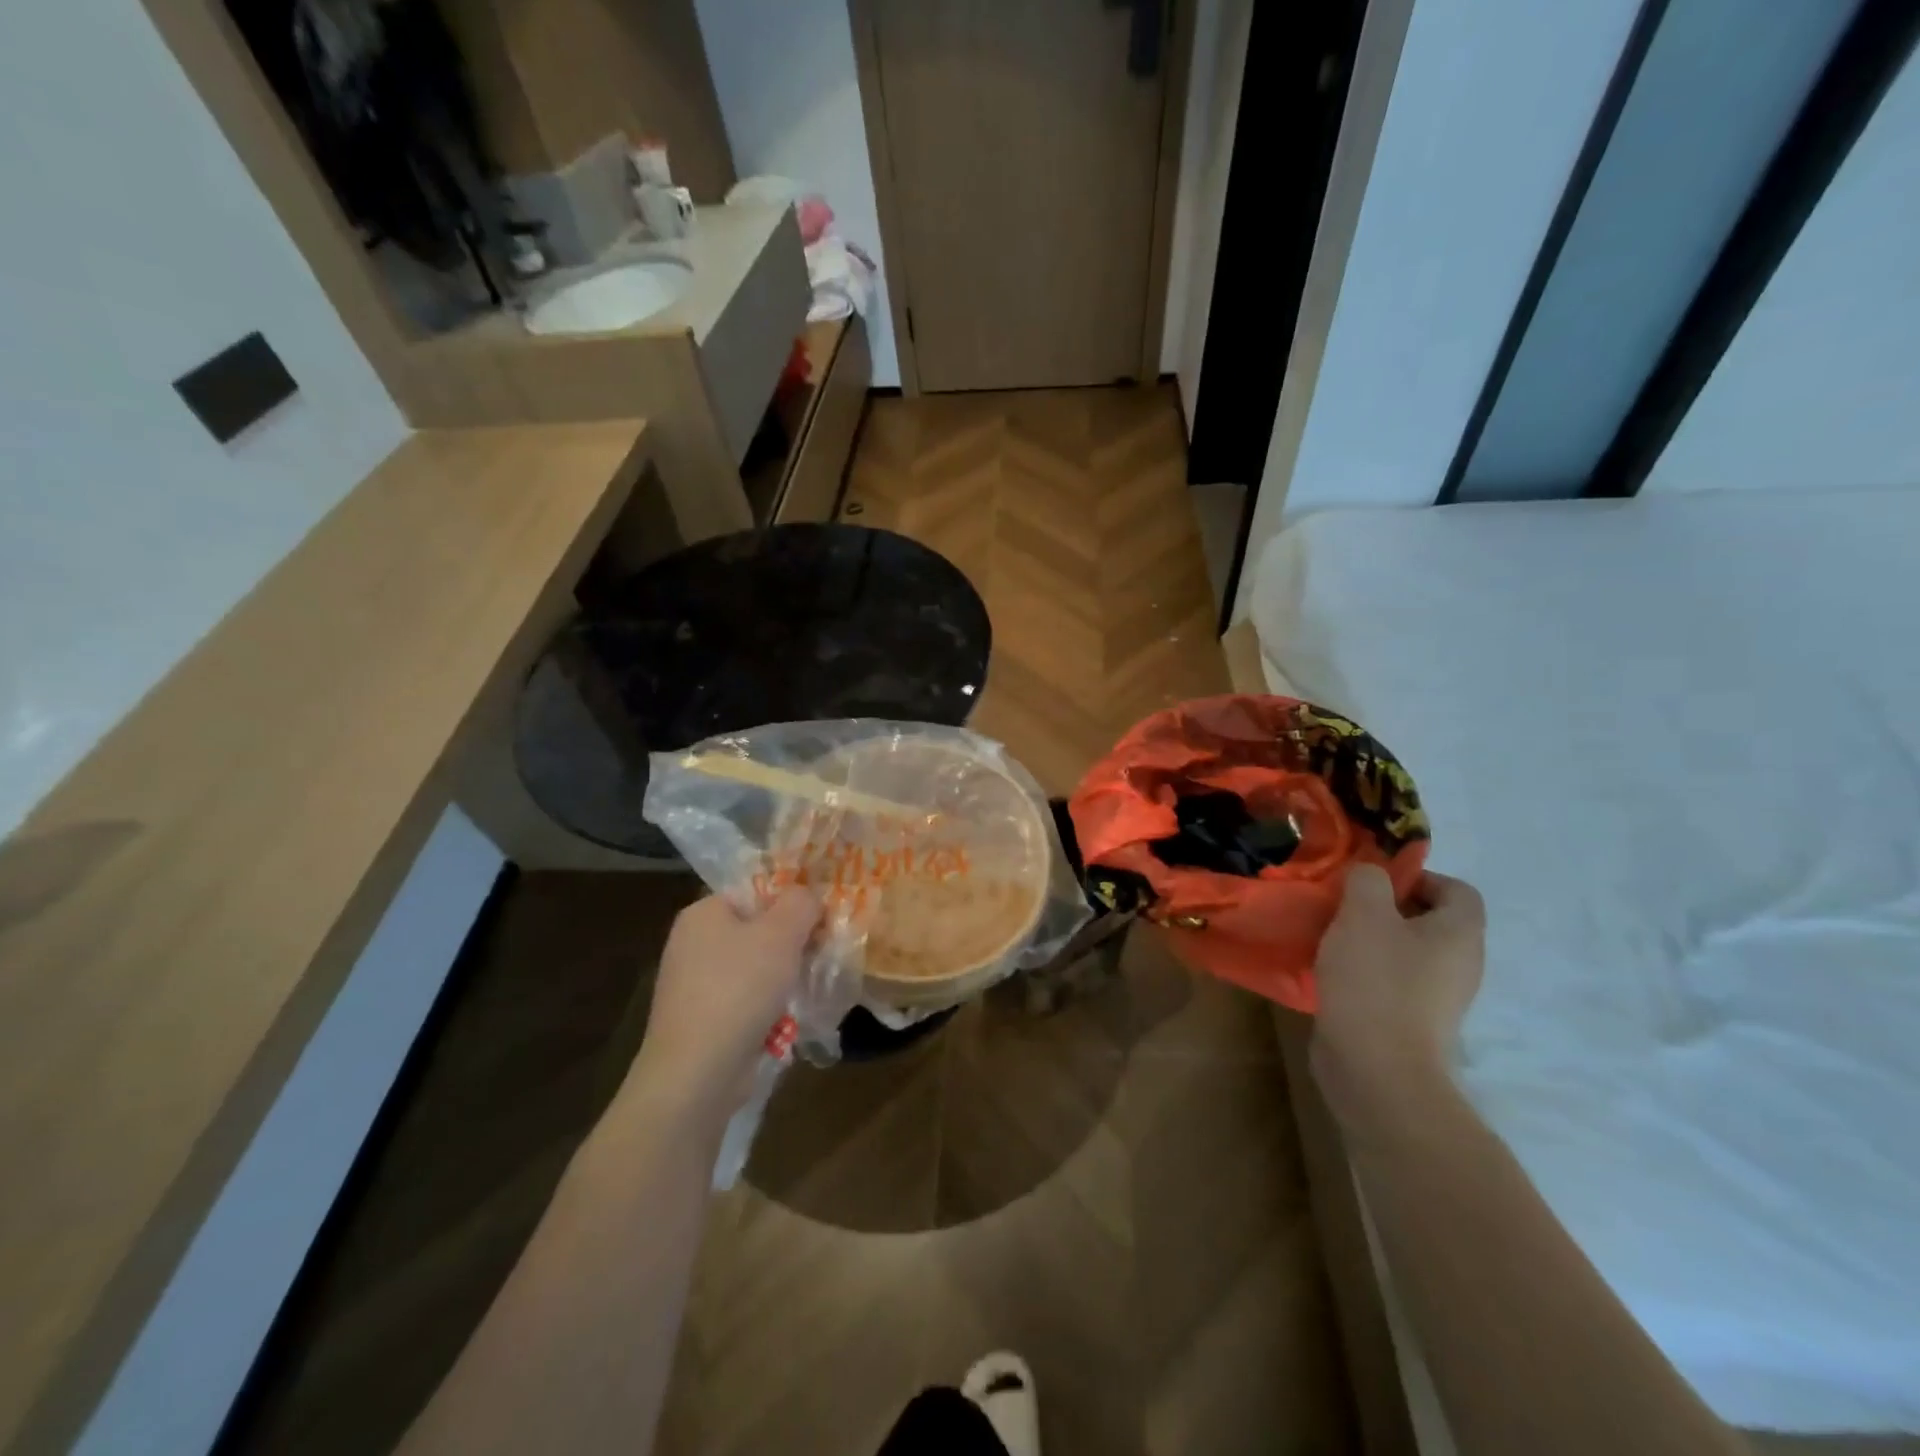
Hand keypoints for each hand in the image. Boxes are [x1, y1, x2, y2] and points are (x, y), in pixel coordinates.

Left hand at [624, 891, 818, 1124]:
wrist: (696, 1074)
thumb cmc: (739, 989)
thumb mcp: (781, 933)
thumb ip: (801, 903)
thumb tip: (808, 897)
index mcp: (703, 912)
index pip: (755, 890)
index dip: (792, 901)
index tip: (822, 919)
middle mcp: (692, 943)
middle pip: (757, 929)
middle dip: (792, 943)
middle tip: (822, 953)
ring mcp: (694, 985)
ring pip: (755, 968)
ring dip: (784, 978)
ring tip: (809, 989)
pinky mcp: (701, 1021)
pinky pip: (746, 1001)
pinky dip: (768, 1008)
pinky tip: (787, 1021)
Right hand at [1311, 866, 1484, 1138]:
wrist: (1376, 1069)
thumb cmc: (1375, 980)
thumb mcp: (1363, 913)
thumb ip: (1368, 880)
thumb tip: (1371, 874)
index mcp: (1460, 933)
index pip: (1457, 889)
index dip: (1417, 876)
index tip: (1372, 882)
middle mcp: (1460, 964)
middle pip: (1429, 920)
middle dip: (1386, 908)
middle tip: (1344, 906)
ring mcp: (1439, 998)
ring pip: (1406, 952)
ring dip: (1371, 940)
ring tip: (1331, 938)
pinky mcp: (1412, 1023)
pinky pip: (1392, 982)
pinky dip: (1366, 972)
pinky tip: (1333, 974)